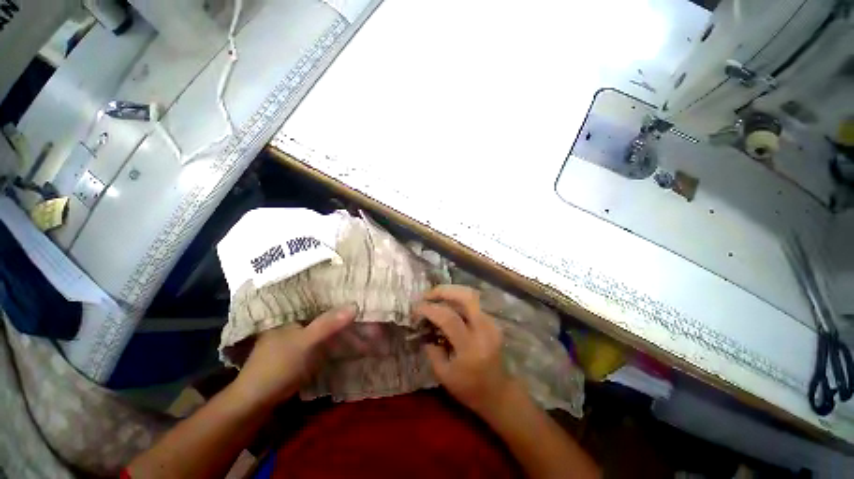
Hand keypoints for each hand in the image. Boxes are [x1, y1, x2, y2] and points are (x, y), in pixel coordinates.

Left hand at [233, 305, 356, 407]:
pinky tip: (352, 337)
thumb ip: (328, 324)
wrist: (257, 401)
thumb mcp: (305, 342)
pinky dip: (338, 337)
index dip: (339, 293)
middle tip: (367, 307)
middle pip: (326, 311)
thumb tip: (355, 305)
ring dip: (344, 325)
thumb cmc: (278, 366)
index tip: (359, 289)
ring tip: (365, 322)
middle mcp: (297, 319)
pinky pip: (326, 338)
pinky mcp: (304, 349)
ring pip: (327, 324)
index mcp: (292, 312)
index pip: (319, 296)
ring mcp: (300, 335)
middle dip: (345, 311)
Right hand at [413, 285, 515, 415]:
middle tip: (427, 295)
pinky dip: (459, 298)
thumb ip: (432, 350)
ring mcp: (492, 324)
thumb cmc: (469, 388)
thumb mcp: (444, 375)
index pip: (449, 319)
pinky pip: (475, 302)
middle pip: (467, 297)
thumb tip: (424, 328)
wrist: (499, 393)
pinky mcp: (493, 322)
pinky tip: (448, 304)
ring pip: (472, 295)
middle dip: (444, 291)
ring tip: (435, 296)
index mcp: (471, 348)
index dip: (431, 309)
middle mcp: (484, 331)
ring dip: (451, 292)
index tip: (417, 308)